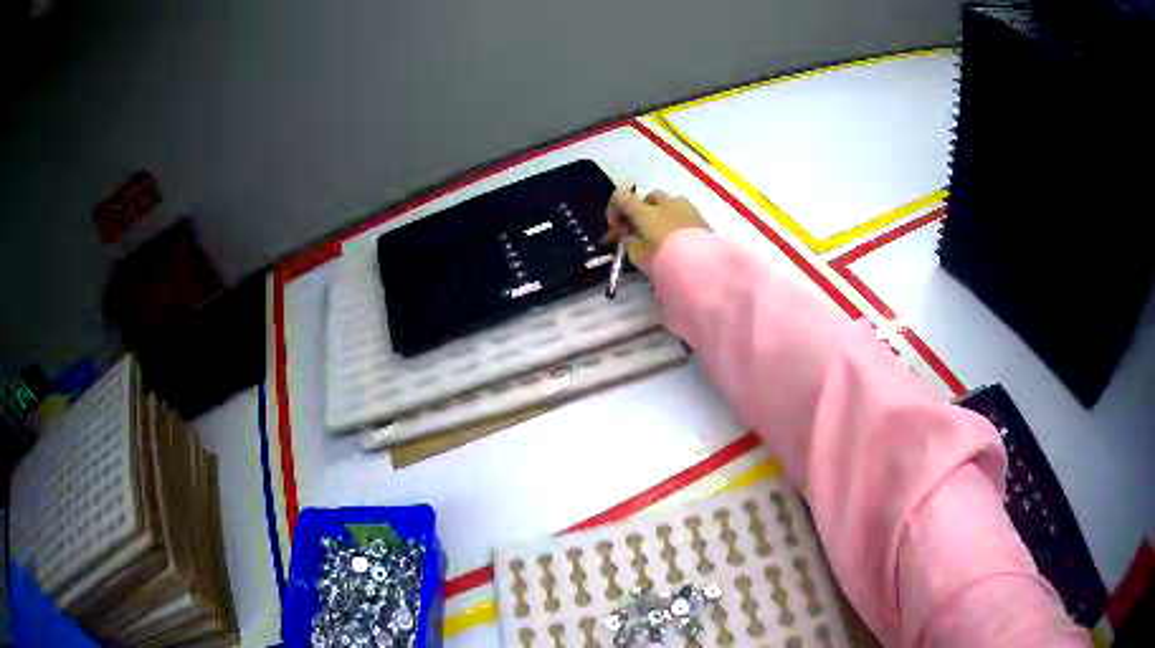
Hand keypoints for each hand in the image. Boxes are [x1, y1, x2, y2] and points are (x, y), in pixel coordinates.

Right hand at [604, 186, 709, 271]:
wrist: (699, 265)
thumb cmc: (662, 260)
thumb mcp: (636, 255)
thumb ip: (629, 241)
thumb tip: (630, 234)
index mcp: (644, 211)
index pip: (621, 197)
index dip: (615, 211)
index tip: (617, 230)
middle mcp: (664, 203)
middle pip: (648, 197)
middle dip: (642, 210)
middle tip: (641, 231)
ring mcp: (685, 208)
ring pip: (670, 202)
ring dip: (663, 212)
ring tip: (663, 233)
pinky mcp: (702, 218)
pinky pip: (686, 212)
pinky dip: (679, 220)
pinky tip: (680, 238)